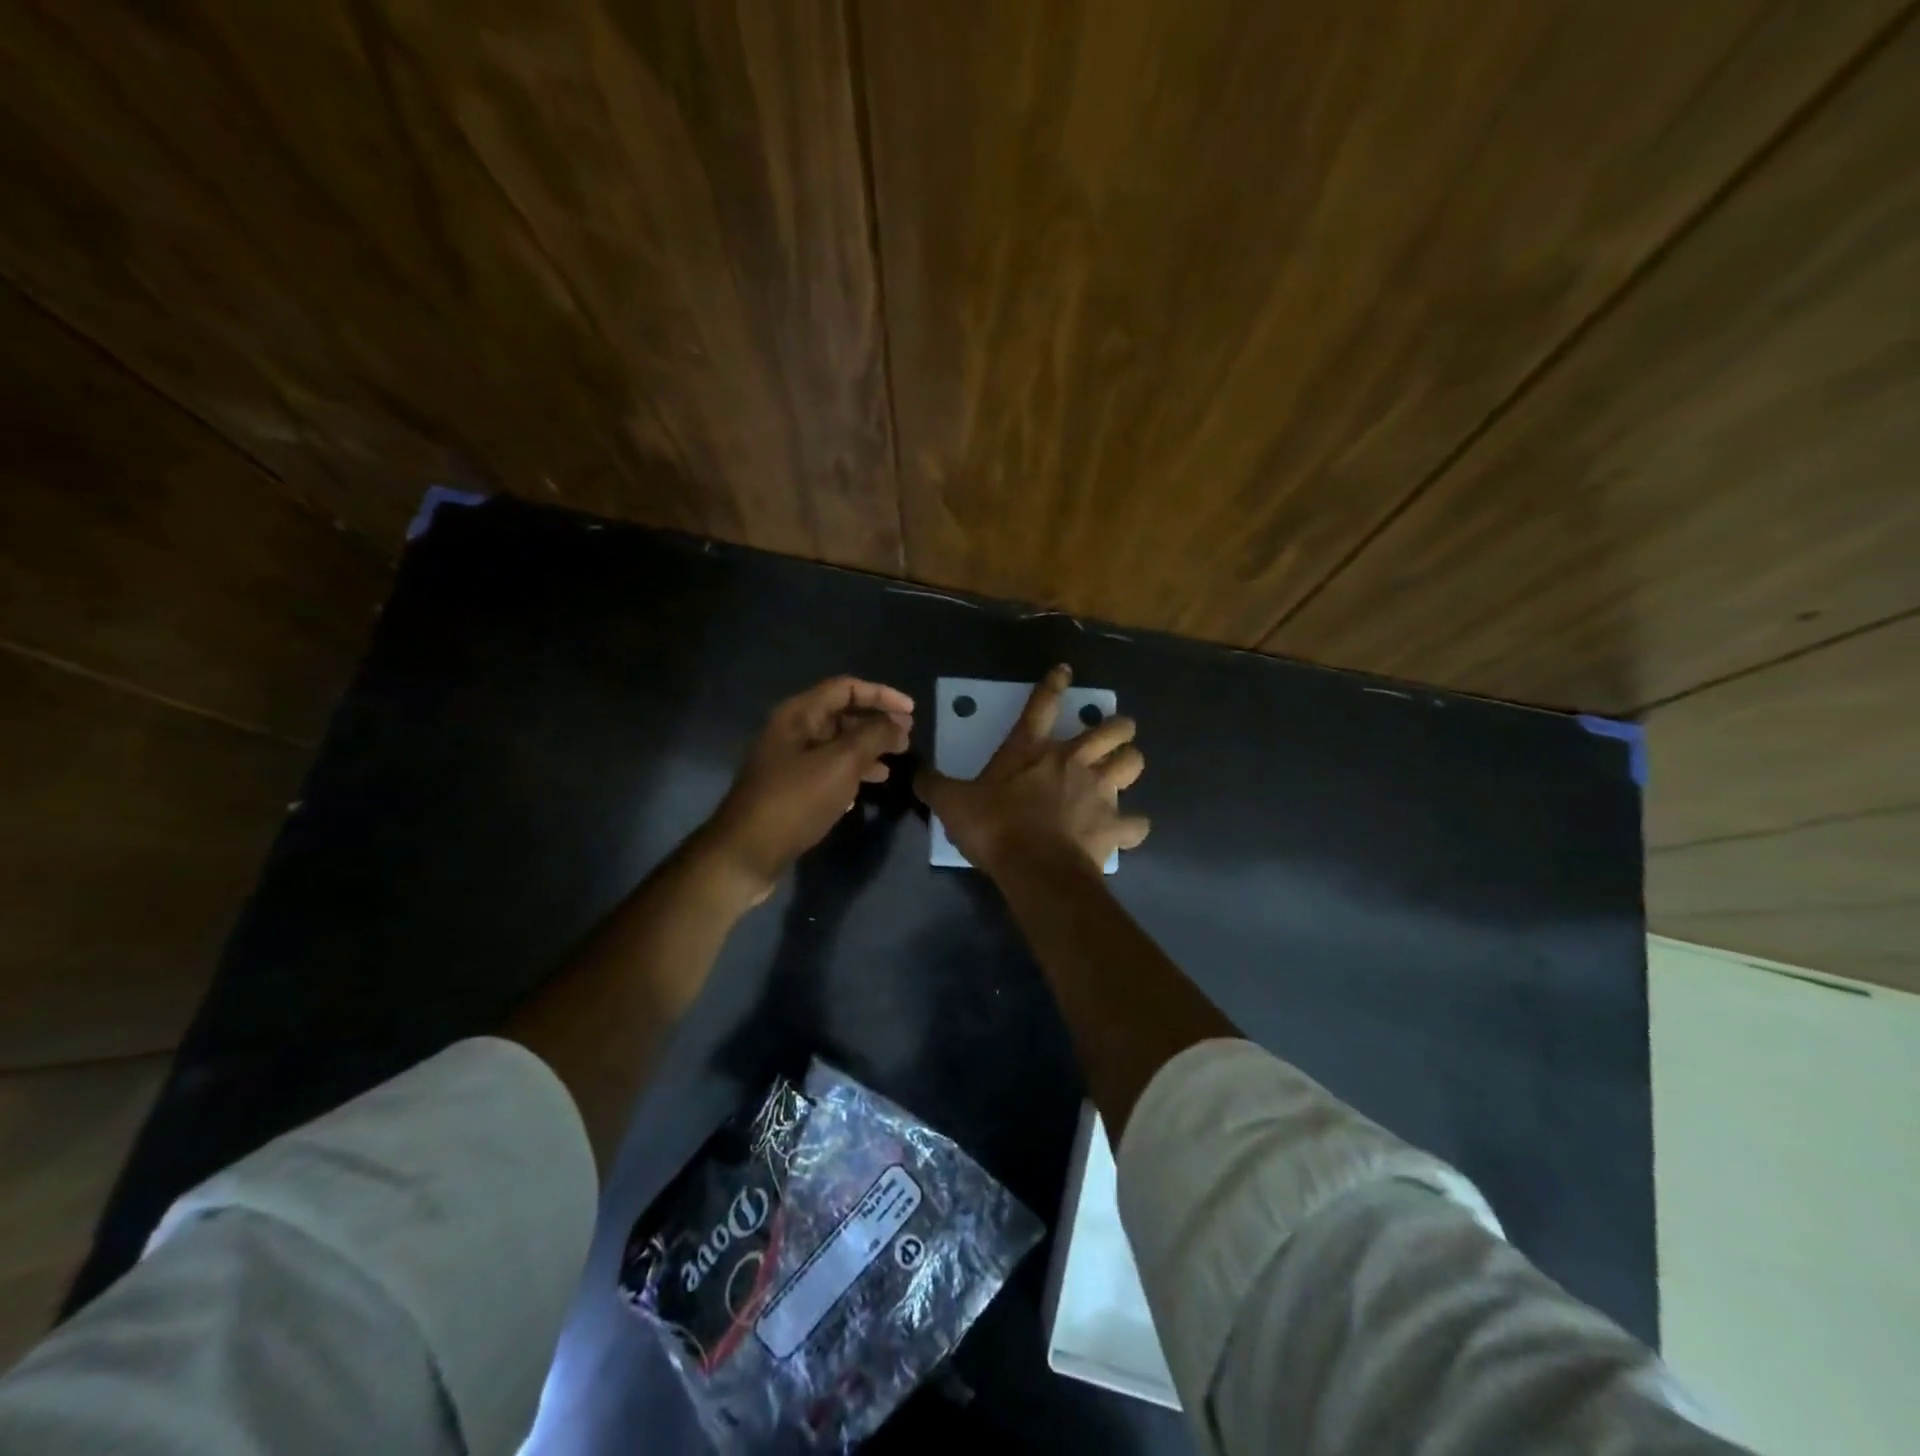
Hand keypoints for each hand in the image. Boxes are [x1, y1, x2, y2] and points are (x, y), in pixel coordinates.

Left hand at [702, 676, 913, 903]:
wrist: (747, 852)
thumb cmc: (795, 801)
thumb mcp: (841, 764)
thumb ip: (873, 737)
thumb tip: (898, 723)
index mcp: (798, 714)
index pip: (845, 688)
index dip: (881, 694)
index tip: (911, 712)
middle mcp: (791, 731)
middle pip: (841, 714)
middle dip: (876, 724)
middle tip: (906, 740)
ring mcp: (788, 761)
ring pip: (836, 745)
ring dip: (867, 750)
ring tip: (892, 766)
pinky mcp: (790, 788)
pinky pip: (827, 770)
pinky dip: (850, 773)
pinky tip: (865, 790)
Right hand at [915, 664, 1148, 874]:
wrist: (1034, 867)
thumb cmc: (994, 827)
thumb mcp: (952, 803)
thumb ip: (933, 784)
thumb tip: (914, 771)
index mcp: (1032, 750)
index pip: (1042, 704)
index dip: (1053, 684)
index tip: (1065, 670)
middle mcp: (1073, 761)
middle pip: (1112, 729)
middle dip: (1119, 726)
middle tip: (1116, 732)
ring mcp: (1099, 792)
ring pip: (1134, 763)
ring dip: (1130, 763)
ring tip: (1124, 769)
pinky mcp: (1114, 826)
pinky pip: (1136, 824)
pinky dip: (1133, 826)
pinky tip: (1127, 829)